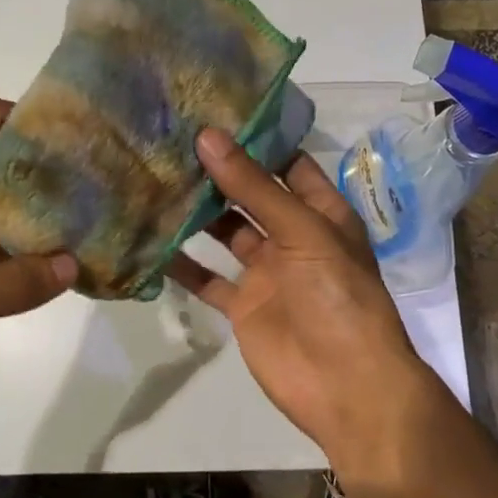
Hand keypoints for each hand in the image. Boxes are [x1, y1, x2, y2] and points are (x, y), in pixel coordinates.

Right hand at [167, 128, 440, 479]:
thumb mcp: (304, 232)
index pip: (286, 162)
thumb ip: (255, 187)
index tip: (211, 110)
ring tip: (153, 177)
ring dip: (196, 212)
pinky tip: (150, 240)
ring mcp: (266, 271)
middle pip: (250, 194)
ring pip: (224, 231)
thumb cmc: (337, 297)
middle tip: (169, 138)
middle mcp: (292, 235)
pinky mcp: (243, 305)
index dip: (254, 138)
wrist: (347, 388)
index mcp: (320, 211)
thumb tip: (208, 137)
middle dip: (217, 171)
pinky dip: (182, 263)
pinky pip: (207, 277)